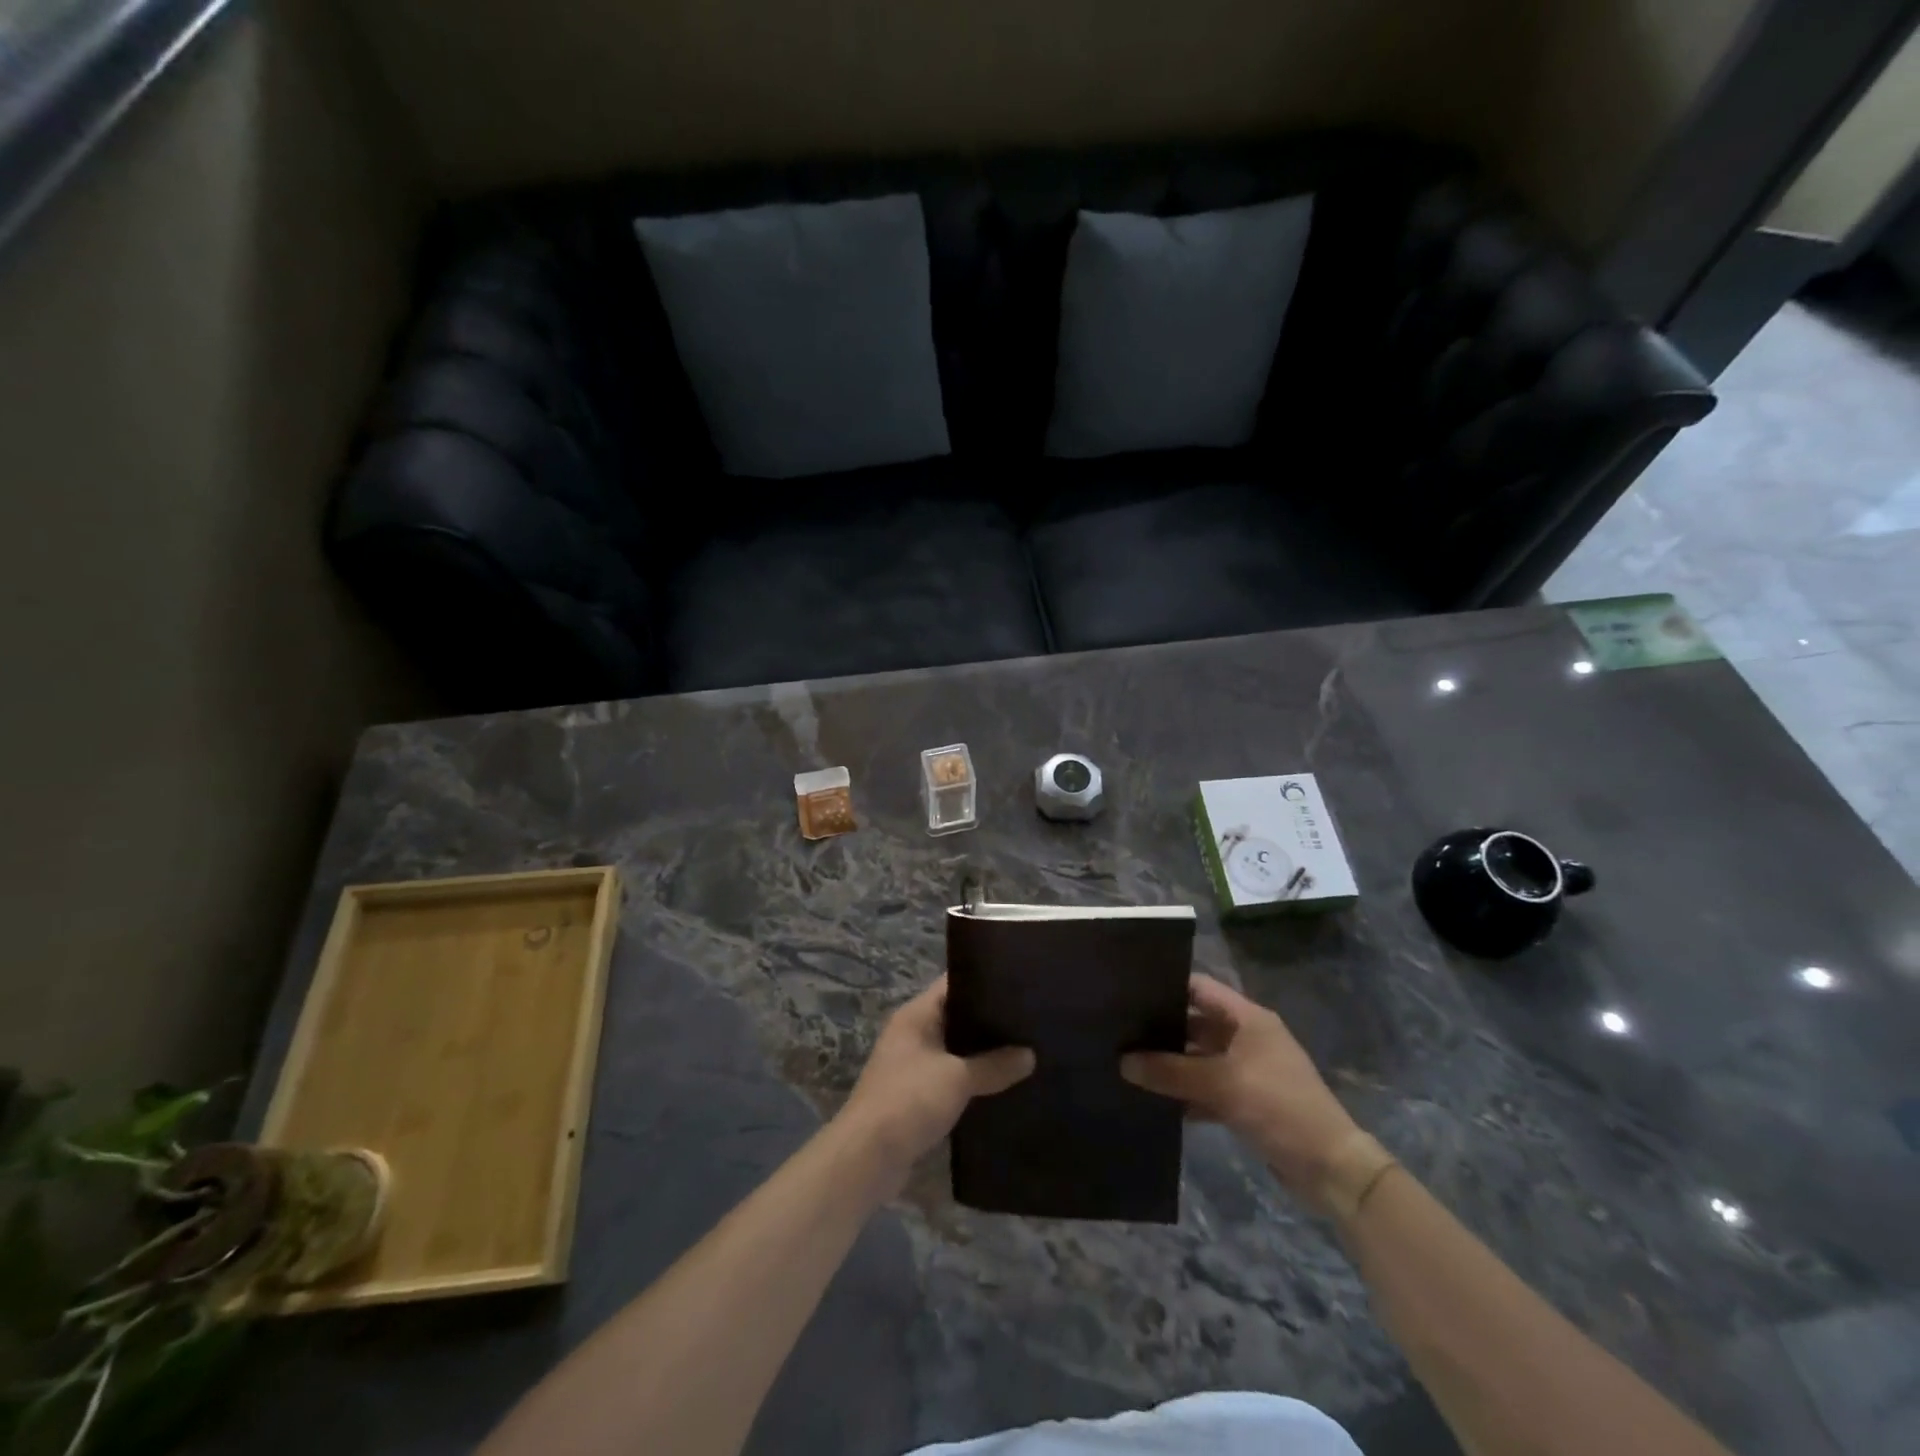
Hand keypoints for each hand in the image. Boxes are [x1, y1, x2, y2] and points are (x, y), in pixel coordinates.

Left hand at [838, 977, 1034, 1184]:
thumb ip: (994, 1065)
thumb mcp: (957, 1078)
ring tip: (1025, 1052)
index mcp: (916, 1015)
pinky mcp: (916, 1096)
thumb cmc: (909, 1100)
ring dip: (982, 1055)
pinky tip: (1002, 1086)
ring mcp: (912, 1065)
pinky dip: (972, 1081)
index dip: (984, 981)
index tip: (1019, 984)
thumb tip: (1030, 1055)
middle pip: (956, 1017)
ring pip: (955, 1050)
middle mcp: (912, 1034)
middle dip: (989, 1021)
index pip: (953, 984)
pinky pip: (951, 1078)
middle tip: (1030, 1021)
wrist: (867, 1157)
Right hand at [1121, 973, 1359, 1202]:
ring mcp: (1247, 1070)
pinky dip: (1185, 1093)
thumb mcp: (1222, 1084)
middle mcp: (1247, 1037)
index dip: (1167, 987)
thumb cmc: (1279, 1107)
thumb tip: (1123, 1062)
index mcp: (1248, 1018)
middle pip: (1196, 1024)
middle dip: (1162, 1030)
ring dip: (1171, 1065)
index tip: (1128, 992)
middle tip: (1119, 1032)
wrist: (1330, 1169)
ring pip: (1199, 1059)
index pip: (1200, 988)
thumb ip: (1171, 1072)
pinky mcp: (1246, 1102)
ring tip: (1127, 1064)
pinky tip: (1154, 1100)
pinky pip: (1207, 1088)